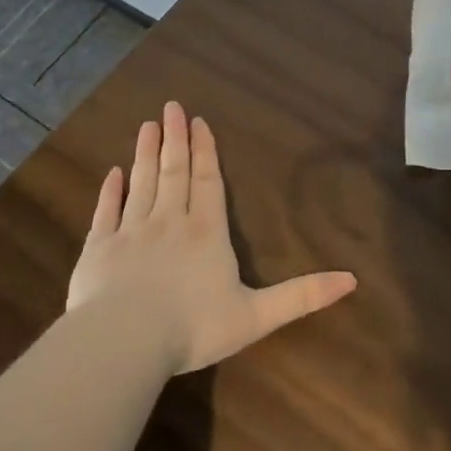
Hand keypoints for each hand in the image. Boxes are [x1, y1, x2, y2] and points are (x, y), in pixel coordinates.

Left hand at [68, 102, 357, 372]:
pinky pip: (106, 213)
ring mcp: (131, 232)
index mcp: (206, 233)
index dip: (206, 152)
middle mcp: (169, 222)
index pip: (208, 182)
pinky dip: (110, 191)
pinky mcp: (98, 250)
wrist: (124, 342)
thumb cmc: (194, 327)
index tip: (198, 122)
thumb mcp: (257, 315)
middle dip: (175, 140)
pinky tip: (112, 173)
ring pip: (141, 183)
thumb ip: (302, 295)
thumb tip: (352, 280)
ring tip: (147, 125)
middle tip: (171, 108)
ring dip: (146, 154)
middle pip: (174, 173)